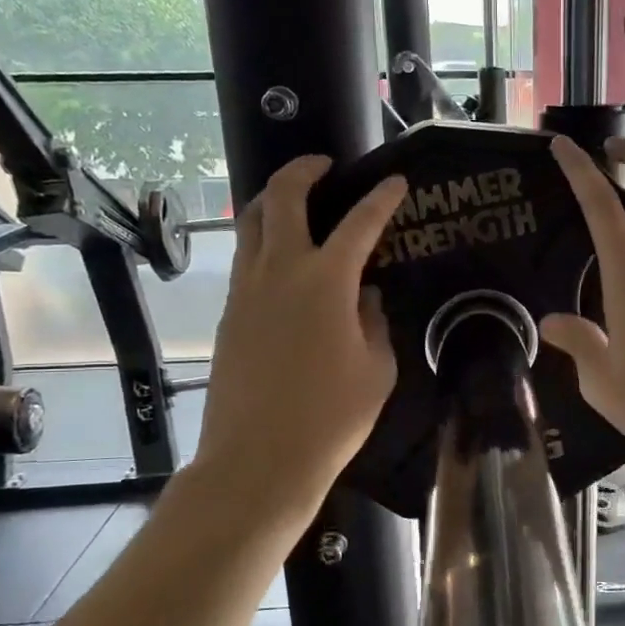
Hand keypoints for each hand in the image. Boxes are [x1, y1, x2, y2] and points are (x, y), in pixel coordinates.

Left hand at [193, 155, 407, 501]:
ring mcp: (246, 291)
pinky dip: (264, 243)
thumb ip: (375, 322)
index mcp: (326, 281)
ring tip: (296, 202)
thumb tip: (366, 297)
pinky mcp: (228, 314)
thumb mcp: (376, 369)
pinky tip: (284, 264)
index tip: (395, 182)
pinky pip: (246, 261)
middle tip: (325, 166)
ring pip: (252, 224)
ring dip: (274, 201)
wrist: (259, 459)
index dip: (381, 199)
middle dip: (304, 171)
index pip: (359, 223)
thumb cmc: (332, 417)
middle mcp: (280, 271)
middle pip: (282, 198)